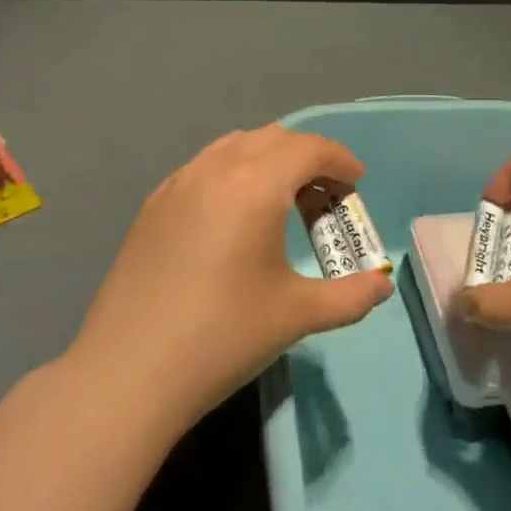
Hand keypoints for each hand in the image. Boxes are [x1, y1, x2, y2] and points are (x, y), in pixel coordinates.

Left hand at [70, 126, 392, 430]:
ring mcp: (177, 184)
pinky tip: (234, 217)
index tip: (357, 183)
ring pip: (233, 146)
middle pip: (272, 138)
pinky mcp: (153, 206)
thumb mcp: (297, 315)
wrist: (129, 371)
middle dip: (307, 158)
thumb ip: (350, 296)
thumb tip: (381, 286)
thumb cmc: (223, 336)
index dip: (340, 160)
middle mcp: (214, 169)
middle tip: (326, 197)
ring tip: (282, 202)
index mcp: (254, 184)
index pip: (308, 148)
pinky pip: (203, 167)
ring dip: (268, 160)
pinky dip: (232, 173)